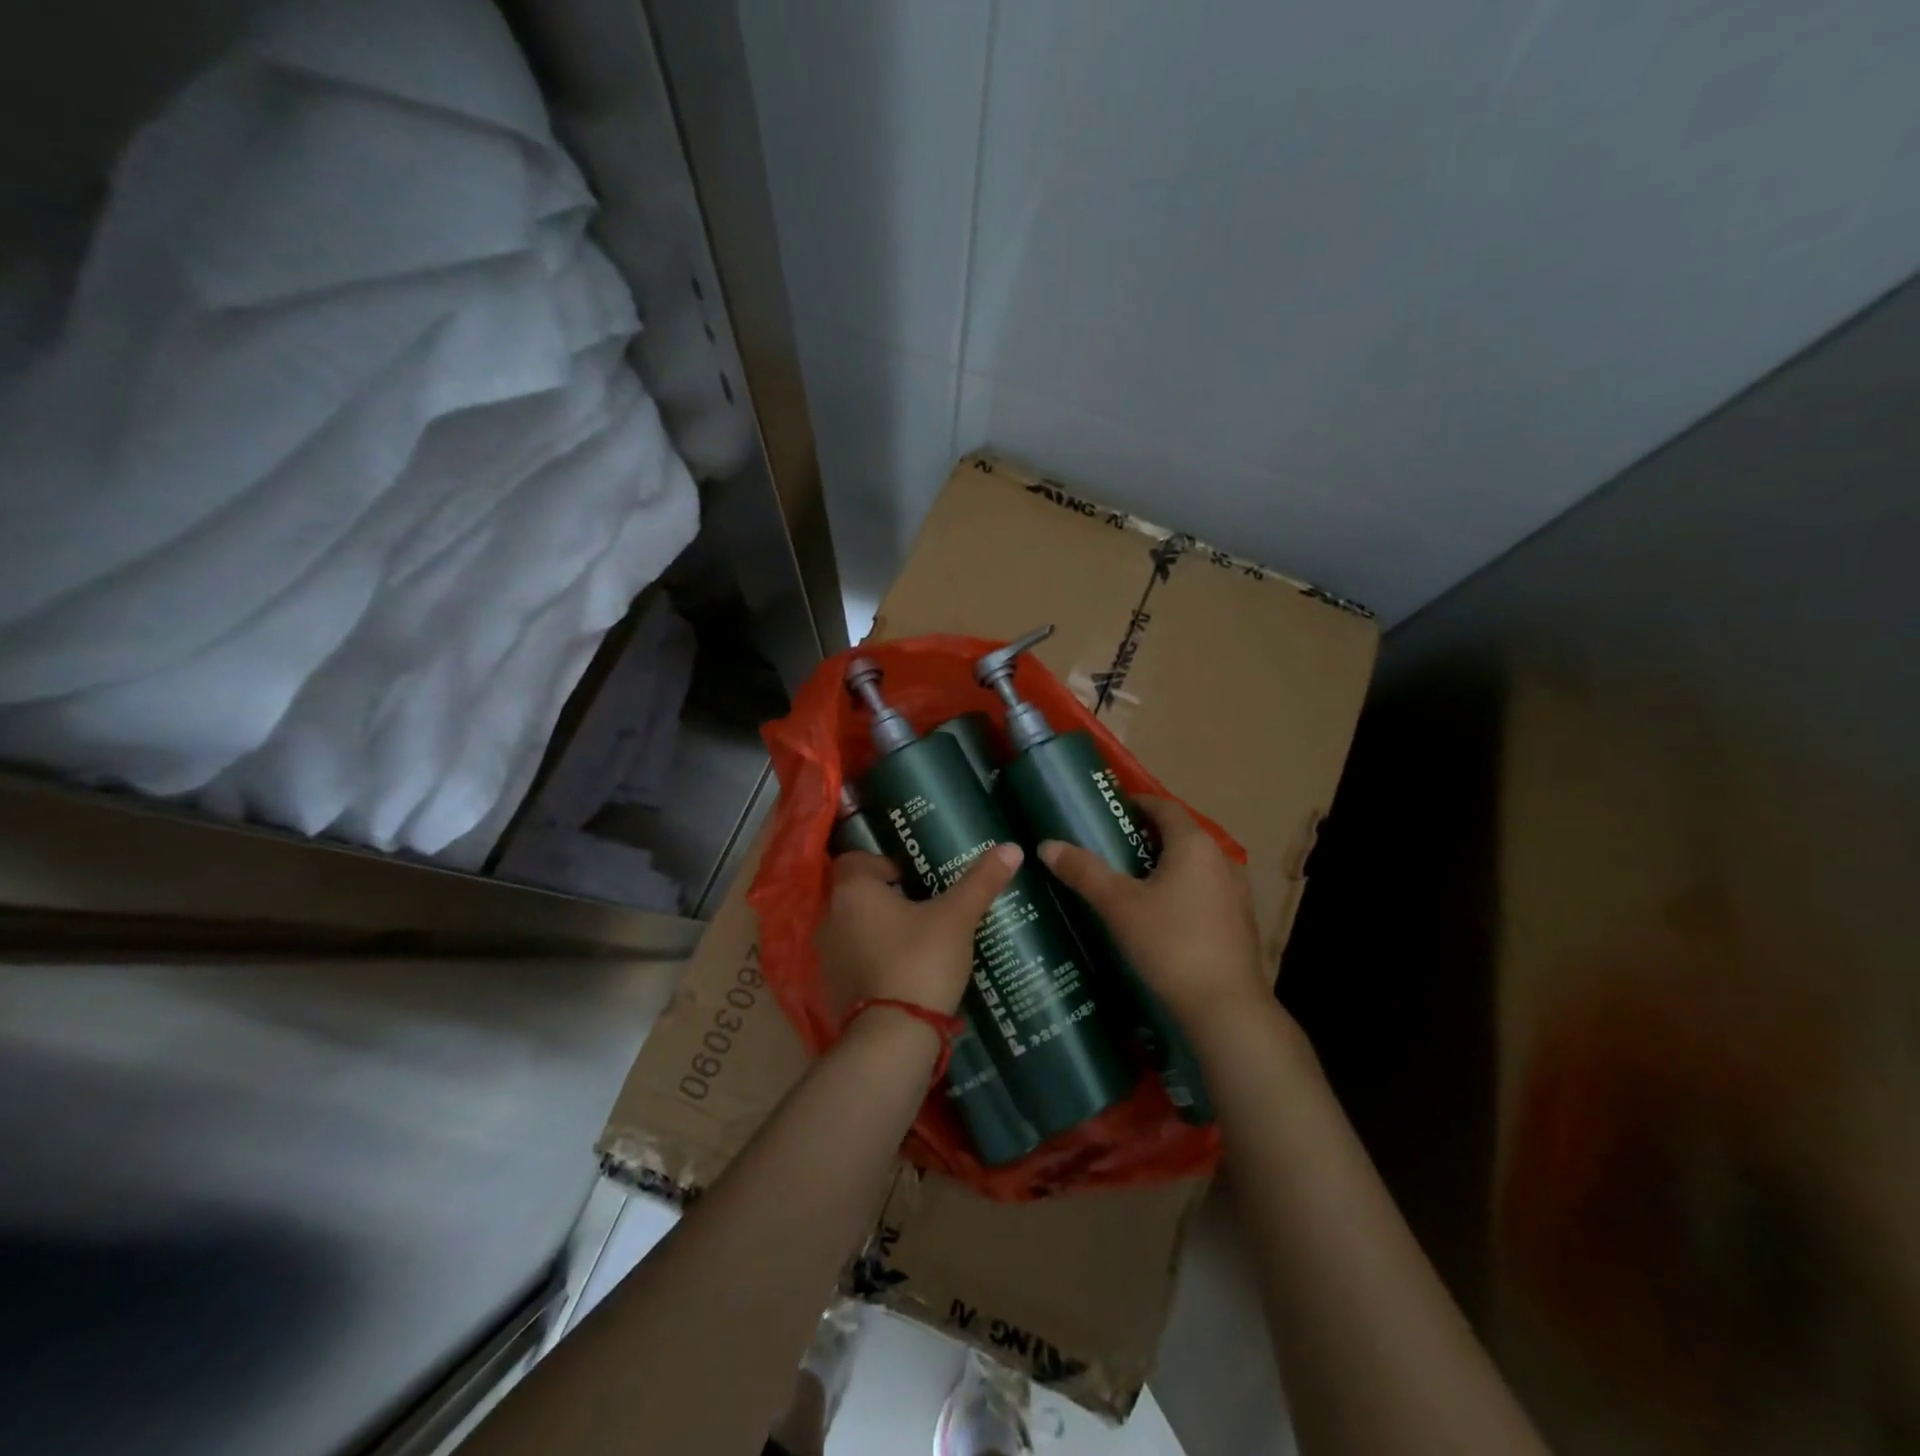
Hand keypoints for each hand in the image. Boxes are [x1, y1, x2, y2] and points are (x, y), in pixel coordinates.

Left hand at [814, 844, 1023, 1021]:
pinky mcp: (832, 991)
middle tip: (923, 907)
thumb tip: (1011, 848)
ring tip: (918, 941)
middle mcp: (831, 918)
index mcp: (852, 891)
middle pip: (856, 896)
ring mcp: (827, 958)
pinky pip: (854, 964)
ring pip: (854, 931)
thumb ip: (981, 881)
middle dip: (886, 898)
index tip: (913, 878)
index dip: (883, 863)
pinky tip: (905, 974)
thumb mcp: (957, 918)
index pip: (856, 860)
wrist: (892, 1037)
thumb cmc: (920, 961)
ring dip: (879, 932)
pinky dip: (874, 963)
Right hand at [1038, 796, 1268, 1039]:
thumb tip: (1047, 845)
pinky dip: (1182, 891)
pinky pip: (1206, 892)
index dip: (1137, 803)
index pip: (1164, 807)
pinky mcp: (1240, 922)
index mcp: (1194, 845)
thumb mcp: (1118, 905)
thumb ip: (1083, 871)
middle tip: (1110, 847)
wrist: (1226, 1007)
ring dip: (1165, 866)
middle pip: (1180, 835)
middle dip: (1147, 836)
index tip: (1109, 810)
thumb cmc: (1170, 944)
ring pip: (1194, 866)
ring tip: (1131, 881)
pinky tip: (1160, 916)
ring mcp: (1237, 892)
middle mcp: (1221, 860)